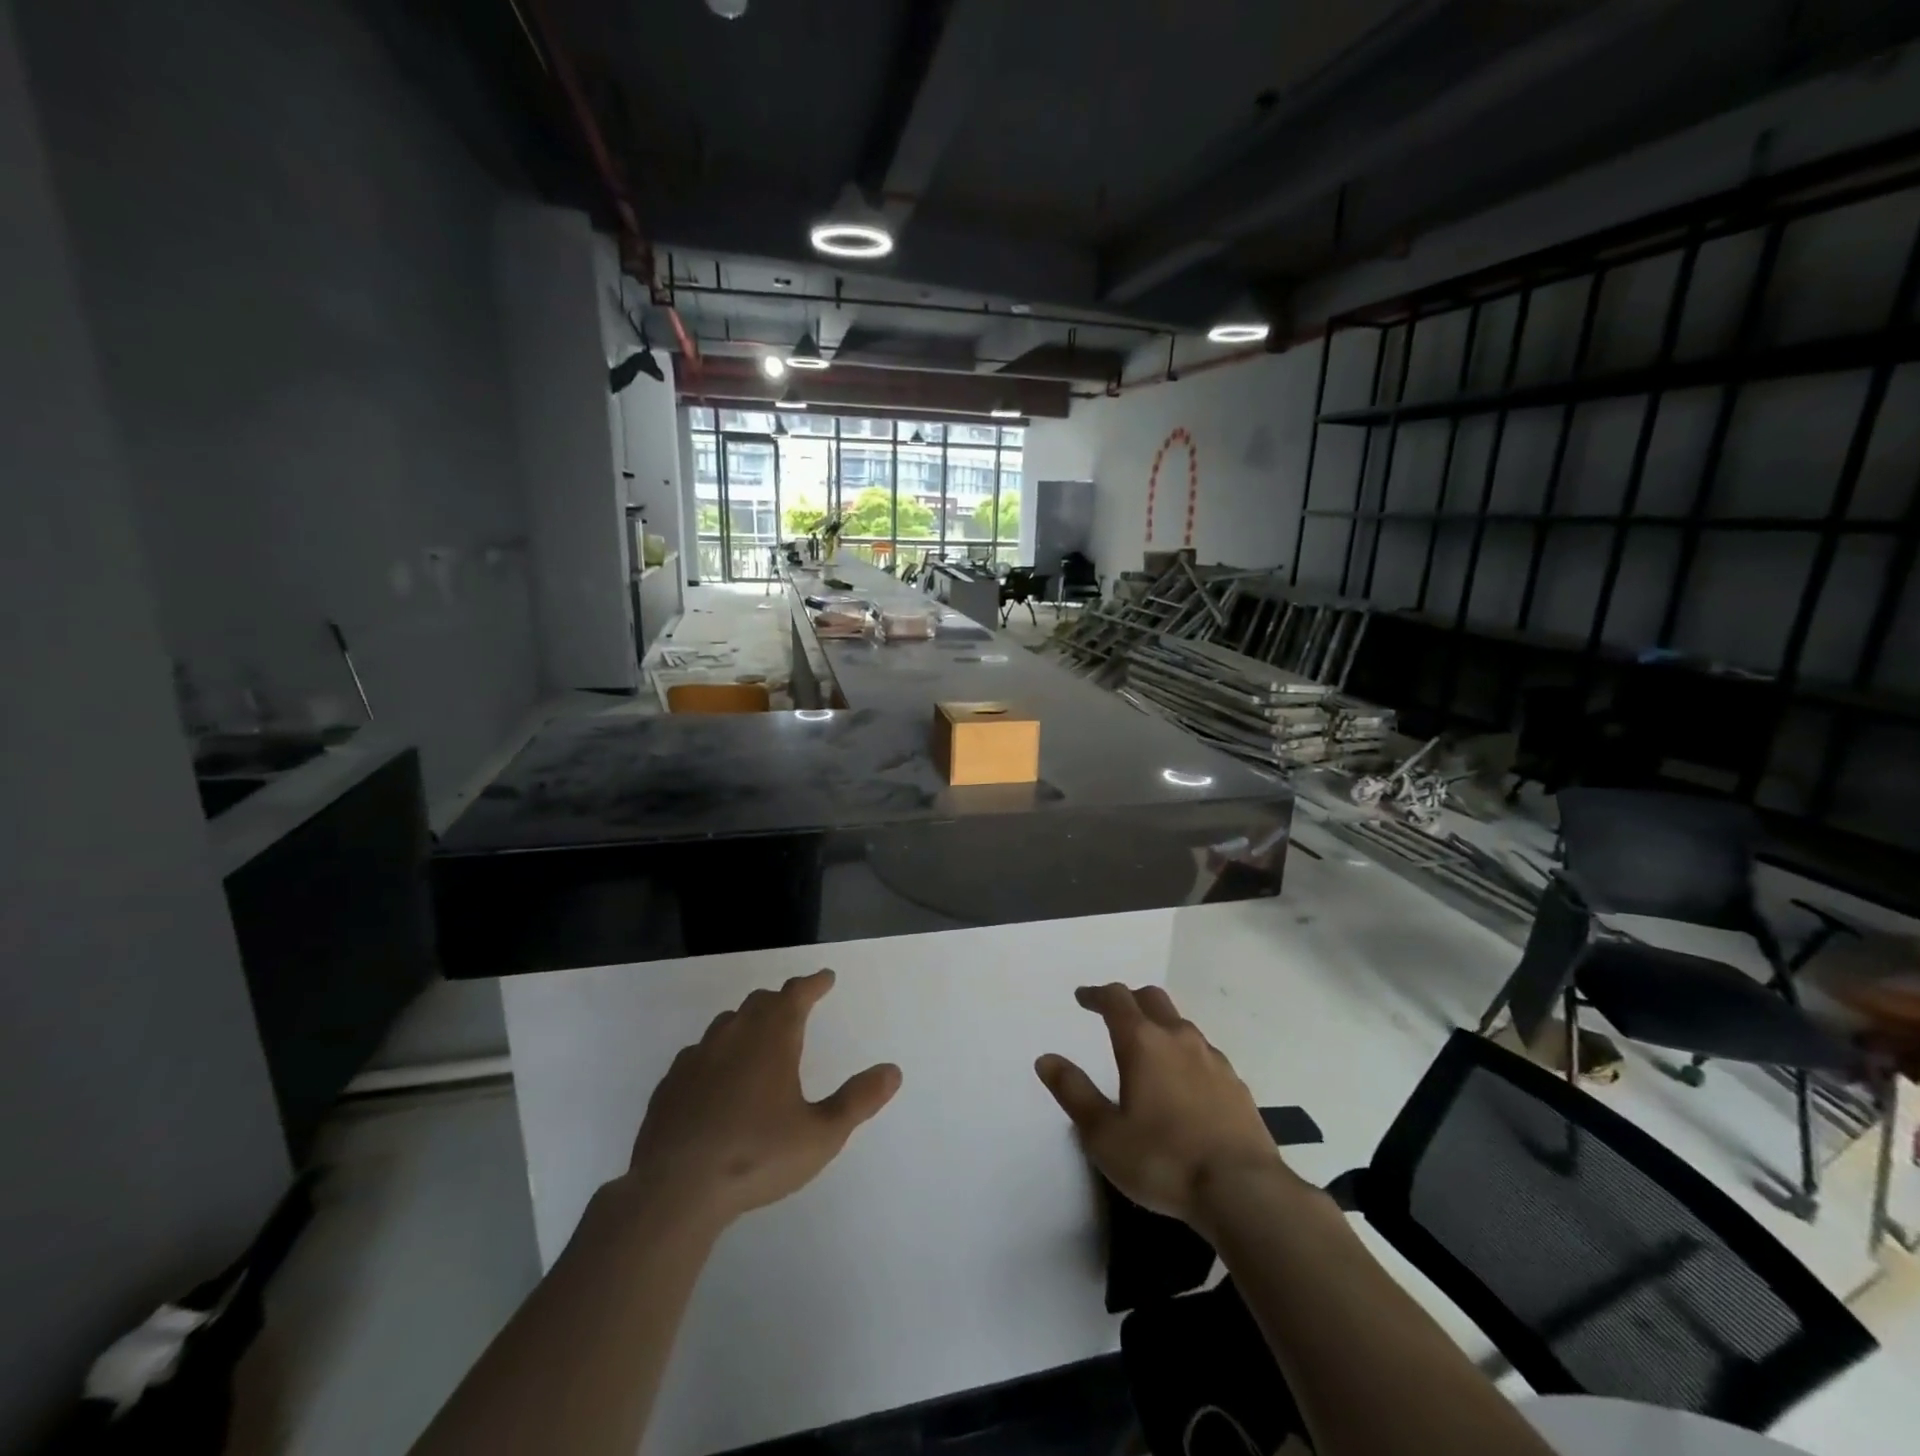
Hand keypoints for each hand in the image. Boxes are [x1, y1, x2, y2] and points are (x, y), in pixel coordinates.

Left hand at [621, 970, 901, 1229]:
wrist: (674, 1191)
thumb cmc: (756, 1156)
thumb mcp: (821, 1135)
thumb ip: (858, 1100)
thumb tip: (892, 1070)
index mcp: (771, 1039)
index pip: (795, 994)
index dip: (813, 983)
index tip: (826, 977)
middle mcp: (734, 1036)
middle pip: (760, 1003)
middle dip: (781, 1000)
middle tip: (796, 1006)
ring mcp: (696, 1058)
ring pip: (726, 1024)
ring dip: (747, 1022)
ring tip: (759, 1038)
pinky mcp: (670, 1085)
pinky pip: (698, 1054)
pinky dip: (716, 1054)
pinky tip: (716, 1077)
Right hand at [1036, 984, 1287, 1225]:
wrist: (1244, 1192)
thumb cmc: (1163, 1161)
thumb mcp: (1104, 1135)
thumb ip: (1074, 1092)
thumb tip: (1046, 1059)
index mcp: (1143, 1042)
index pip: (1116, 999)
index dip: (1096, 995)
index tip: (1082, 998)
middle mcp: (1179, 1038)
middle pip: (1152, 998)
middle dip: (1130, 1000)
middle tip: (1114, 1014)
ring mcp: (1213, 1059)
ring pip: (1181, 1024)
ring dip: (1160, 1025)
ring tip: (1148, 1050)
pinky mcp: (1236, 1084)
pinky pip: (1204, 1054)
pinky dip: (1185, 1055)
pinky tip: (1184, 1083)